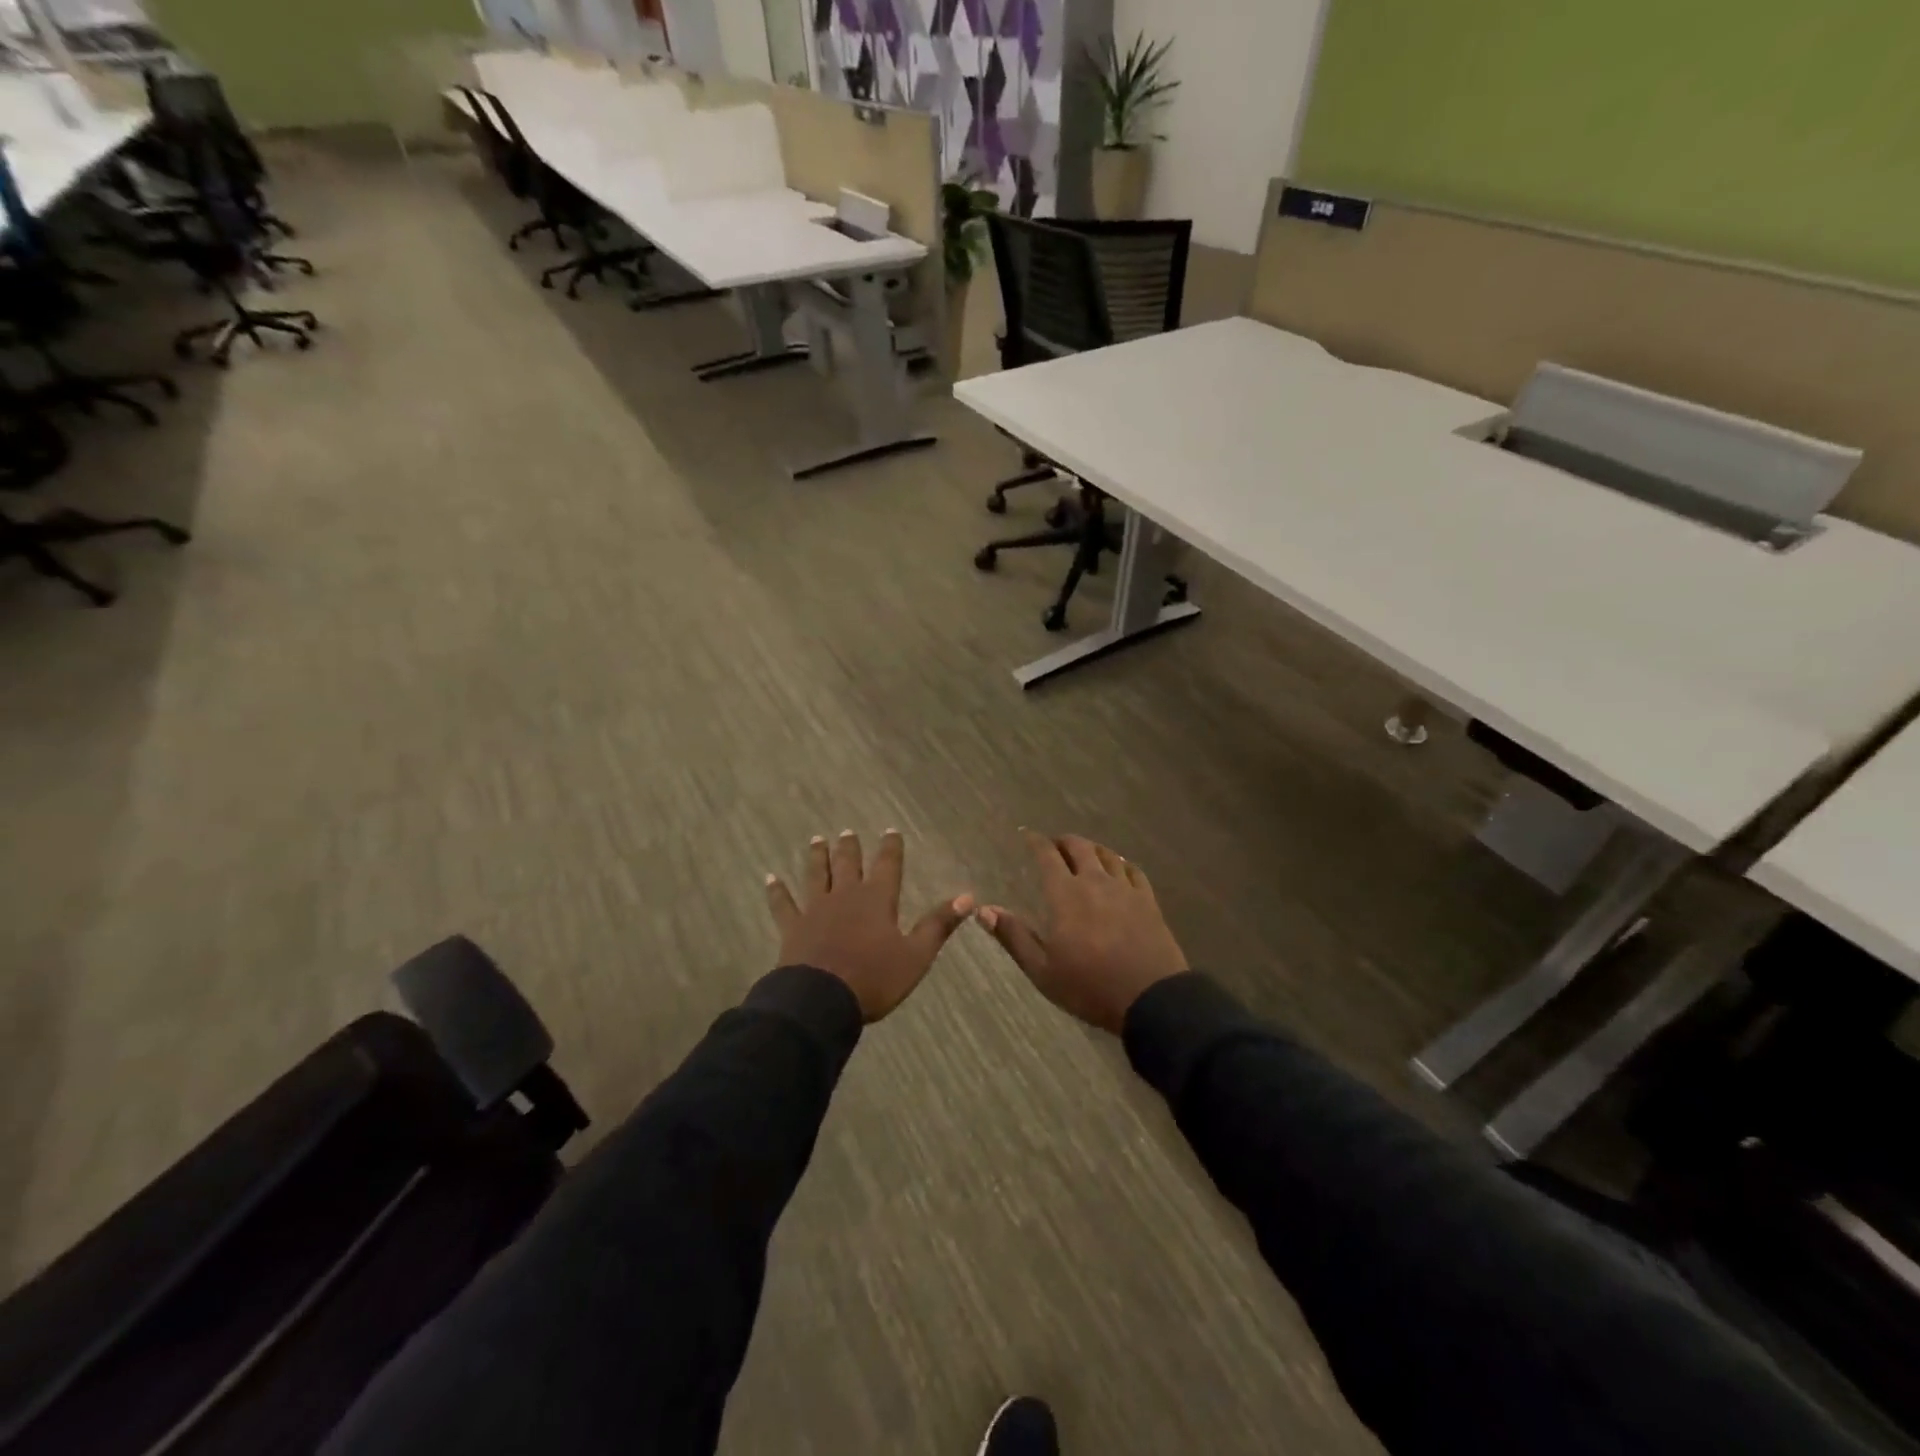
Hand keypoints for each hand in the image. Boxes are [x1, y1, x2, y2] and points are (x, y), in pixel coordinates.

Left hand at [765, 830, 973, 1021]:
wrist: (821, 1000)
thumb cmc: (874, 979)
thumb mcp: (916, 955)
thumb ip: (939, 924)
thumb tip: (968, 896)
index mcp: (877, 900)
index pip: (887, 865)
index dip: (890, 847)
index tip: (890, 830)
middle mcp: (846, 895)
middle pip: (848, 864)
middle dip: (850, 847)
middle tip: (847, 831)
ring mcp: (815, 909)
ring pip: (816, 875)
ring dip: (817, 857)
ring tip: (817, 840)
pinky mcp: (792, 927)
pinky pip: (783, 904)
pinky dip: (776, 891)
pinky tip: (770, 878)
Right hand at [976, 830, 1188, 1033]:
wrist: (1151, 998)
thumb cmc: (1089, 986)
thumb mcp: (1042, 970)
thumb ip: (1014, 936)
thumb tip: (984, 910)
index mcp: (1065, 895)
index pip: (1047, 856)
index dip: (1036, 842)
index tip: (1027, 836)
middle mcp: (1095, 882)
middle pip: (1079, 847)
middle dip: (1064, 841)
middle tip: (1055, 845)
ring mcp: (1125, 889)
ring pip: (1107, 855)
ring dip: (1092, 849)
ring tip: (1085, 853)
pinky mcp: (1148, 901)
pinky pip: (1133, 871)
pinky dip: (1121, 864)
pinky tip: (1119, 869)